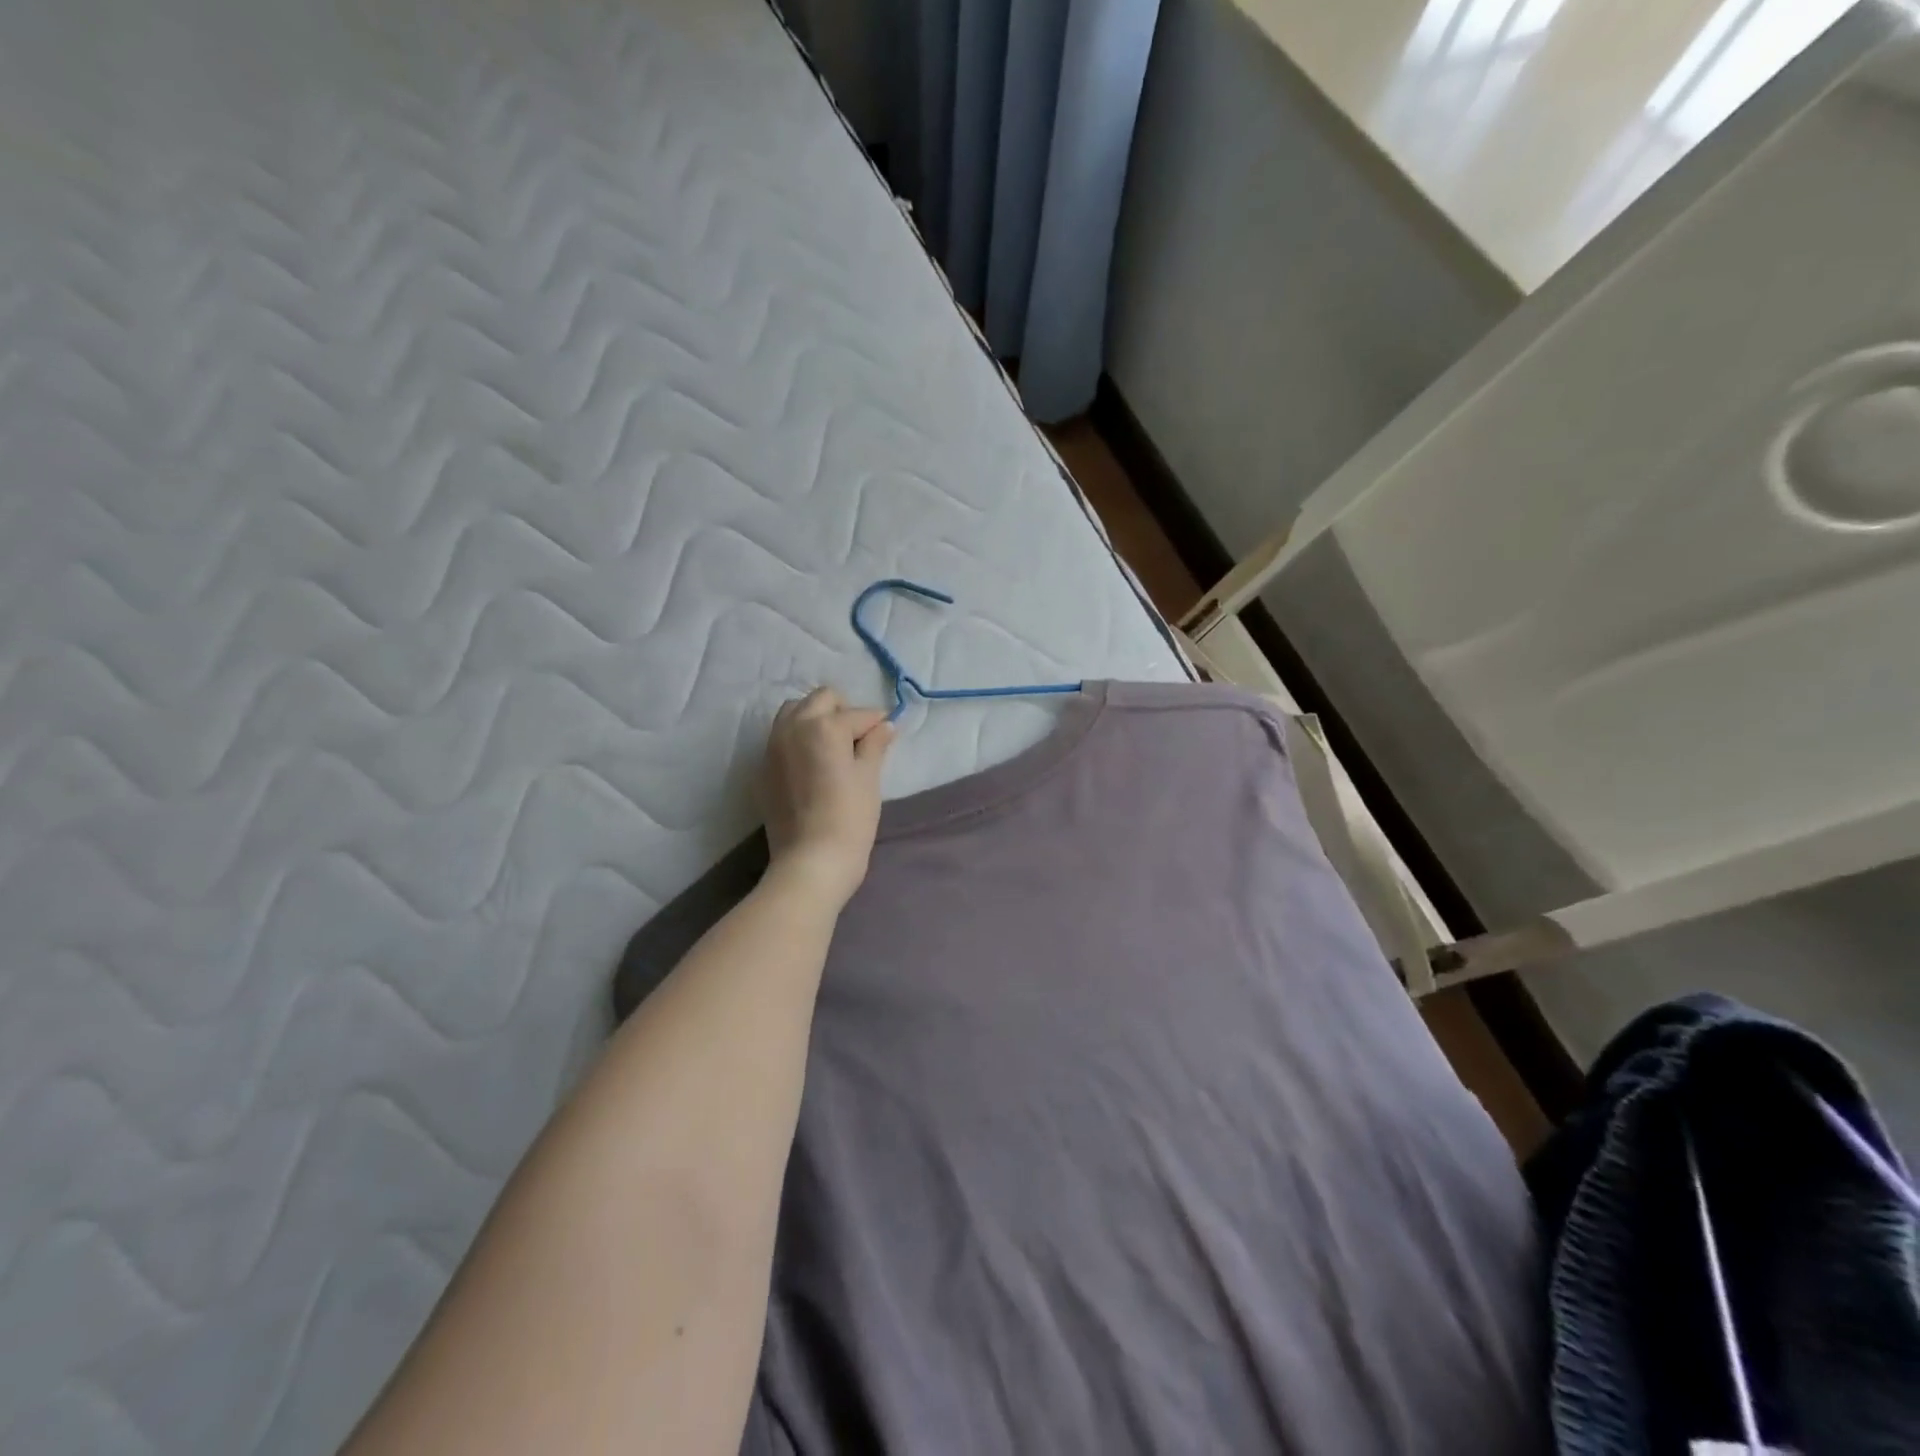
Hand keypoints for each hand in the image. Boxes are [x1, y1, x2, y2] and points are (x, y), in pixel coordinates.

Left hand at [760, 688, 895, 908]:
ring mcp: (772, 747)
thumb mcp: (869, 779)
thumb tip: (885, 726)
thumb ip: (875, 745)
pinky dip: (797, 739)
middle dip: (843, 711)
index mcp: (824, 726)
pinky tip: (812, 765)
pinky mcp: (763, 769)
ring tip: (832, 747)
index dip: (878, 723)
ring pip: (794, 712)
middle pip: (821, 699)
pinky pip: (780, 738)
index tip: (887, 734)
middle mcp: (793, 727)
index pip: (859, 714)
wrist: (810, 862)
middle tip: (859, 739)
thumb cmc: (849, 819)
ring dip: (815, 719)